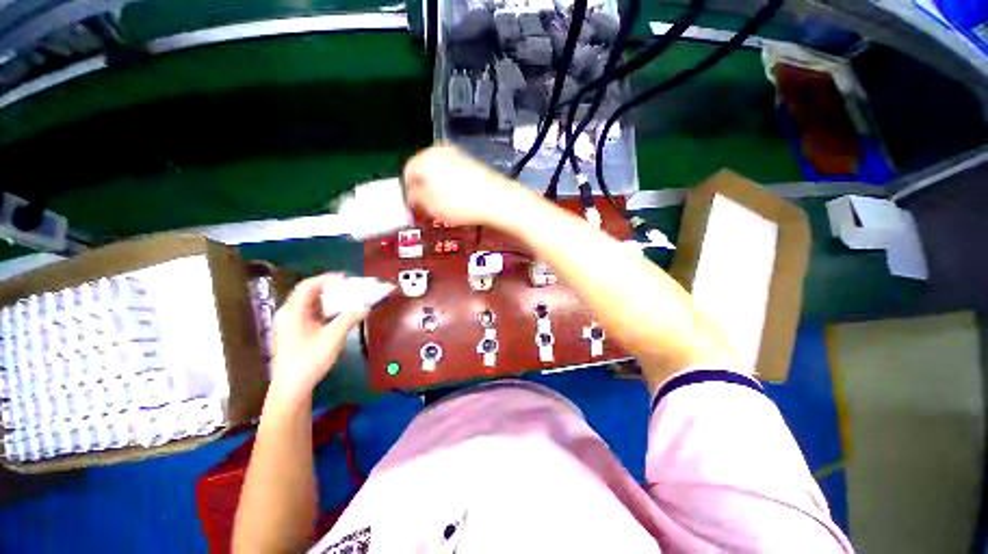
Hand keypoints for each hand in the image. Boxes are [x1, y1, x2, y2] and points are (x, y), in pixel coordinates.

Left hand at [269, 274, 367, 402]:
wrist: (292, 387)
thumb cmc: (309, 360)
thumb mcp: (332, 338)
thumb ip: (349, 319)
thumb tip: (365, 306)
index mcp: (293, 312)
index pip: (308, 286)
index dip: (326, 279)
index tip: (346, 278)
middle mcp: (289, 314)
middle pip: (309, 293)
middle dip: (330, 288)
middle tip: (350, 288)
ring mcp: (291, 324)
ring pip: (310, 304)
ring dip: (329, 299)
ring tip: (348, 298)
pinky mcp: (295, 332)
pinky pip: (311, 314)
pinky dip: (326, 310)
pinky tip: (338, 314)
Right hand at [403, 145, 530, 227]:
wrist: (497, 200)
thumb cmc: (461, 204)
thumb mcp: (432, 206)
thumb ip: (415, 199)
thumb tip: (411, 195)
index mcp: (425, 159)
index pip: (407, 173)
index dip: (408, 192)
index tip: (412, 206)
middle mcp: (439, 151)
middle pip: (423, 171)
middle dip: (423, 189)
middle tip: (427, 207)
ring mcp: (457, 154)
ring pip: (438, 171)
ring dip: (437, 187)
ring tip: (444, 205)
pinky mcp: (471, 162)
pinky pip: (453, 173)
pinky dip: (451, 184)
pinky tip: (458, 198)